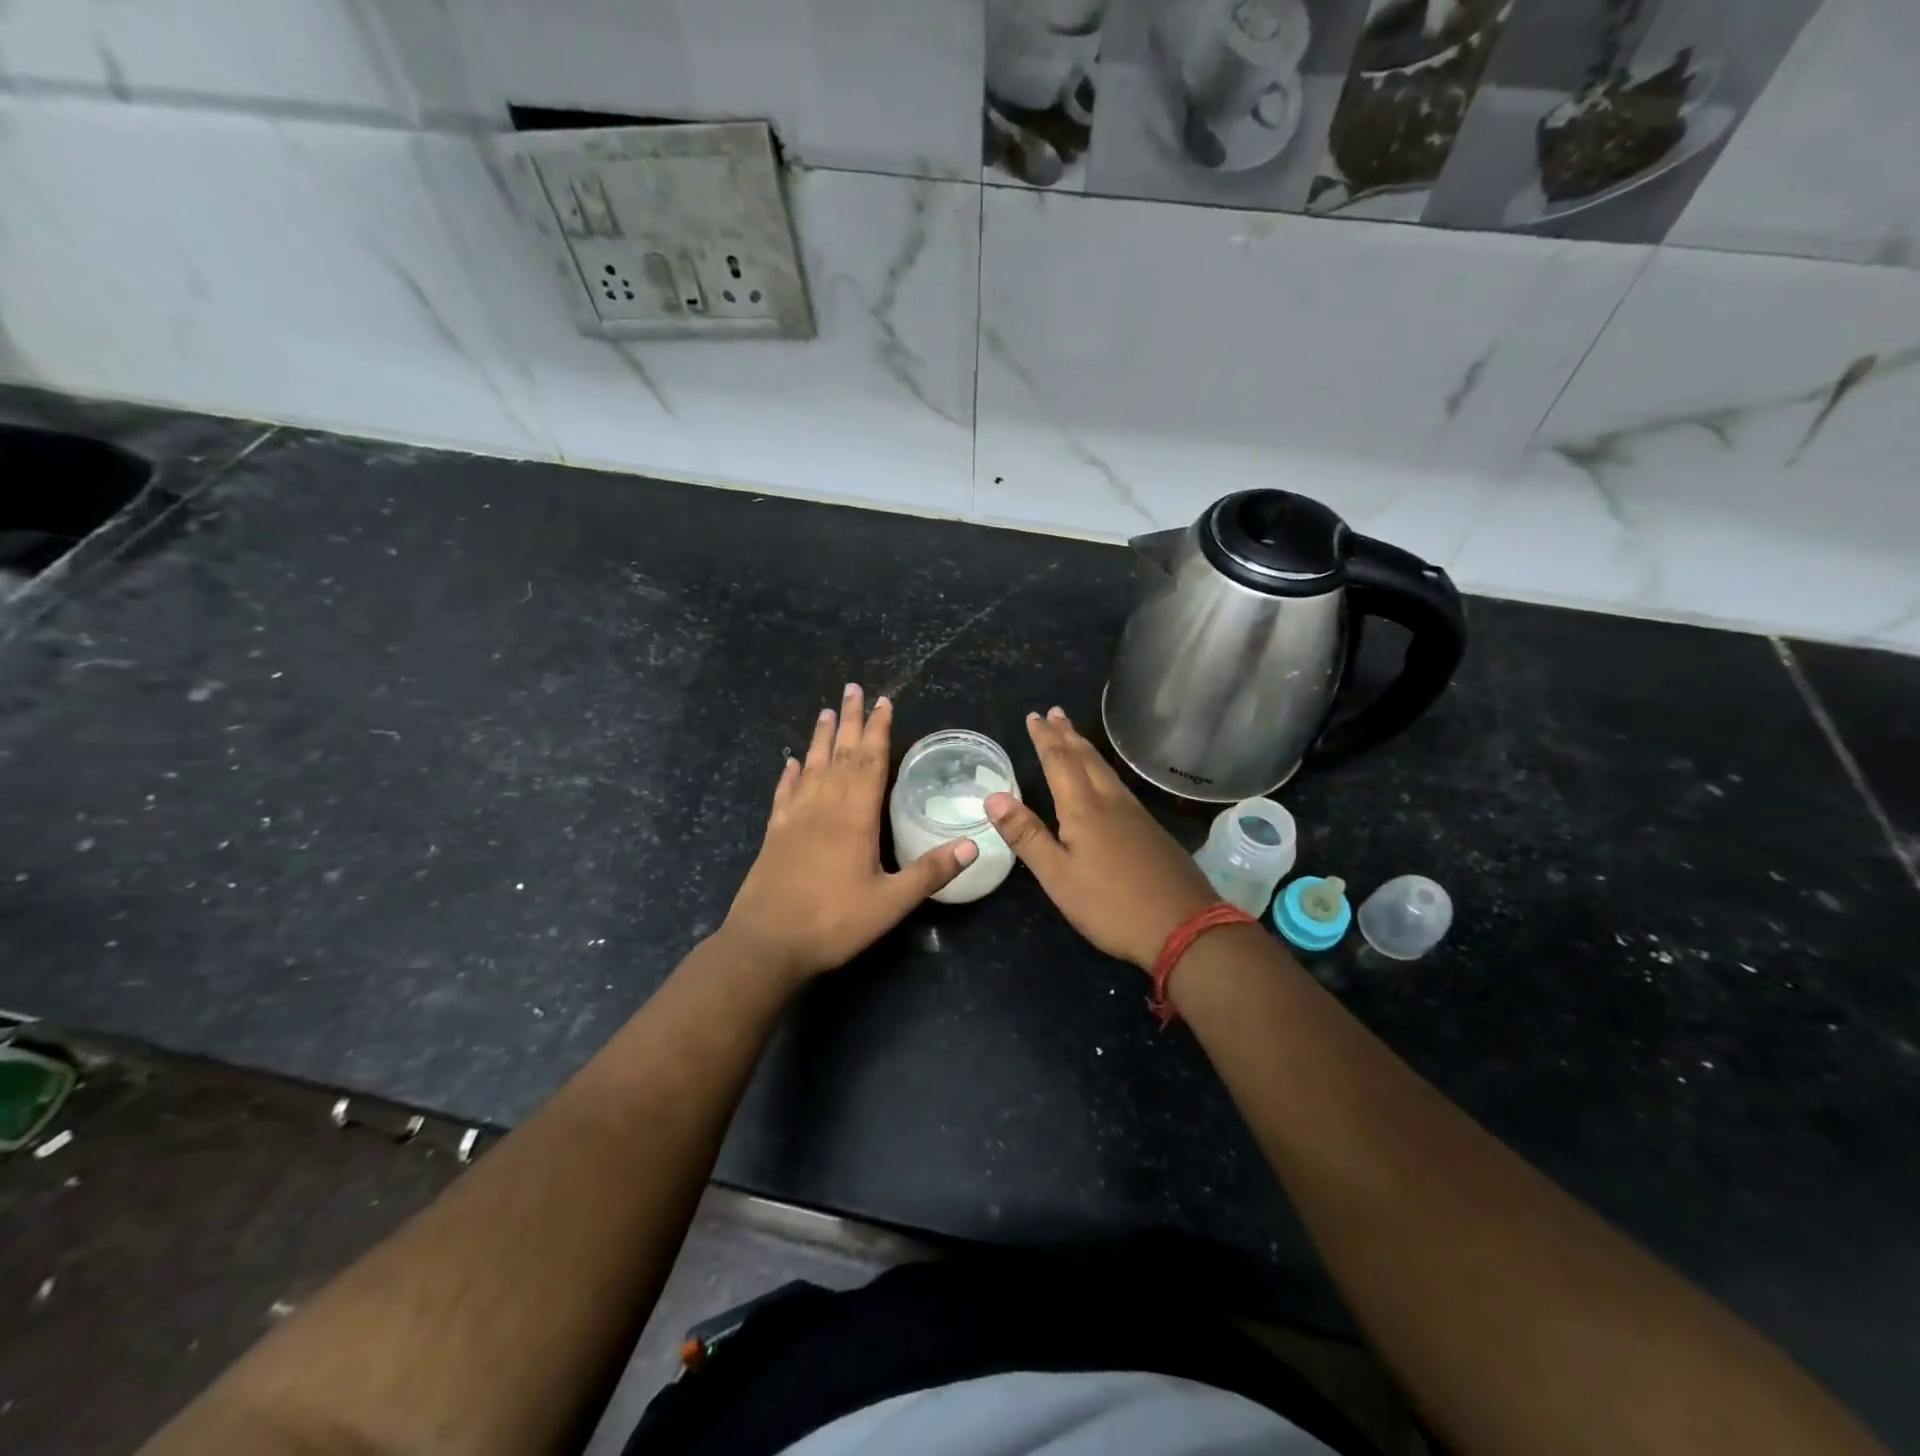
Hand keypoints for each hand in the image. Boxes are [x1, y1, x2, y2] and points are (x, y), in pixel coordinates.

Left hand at [722, 684, 977, 982]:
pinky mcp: (774, 834)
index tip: (883, 701)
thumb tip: (973, 844)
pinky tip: (790, 763)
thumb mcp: (891, 903)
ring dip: (821, 738)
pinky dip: (789, 774)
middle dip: (851, 720)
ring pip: (811, 766)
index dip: (879, 730)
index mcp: (855, 817)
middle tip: (854, 688)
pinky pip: (784, 794)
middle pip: (841, 754)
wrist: (766, 944)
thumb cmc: (833, 922)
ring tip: (826, 711)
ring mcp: (795, 818)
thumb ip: (930, 872)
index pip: (871, 762)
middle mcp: (824, 807)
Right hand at [985, 707, 1218, 970]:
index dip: (1045, 739)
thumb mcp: (1058, 876)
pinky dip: (1102, 769)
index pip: (1059, 763)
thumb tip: (993, 796)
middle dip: (1067, 734)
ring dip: (1086, 748)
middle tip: (1054, 712)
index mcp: (1084, 810)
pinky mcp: (1151, 830)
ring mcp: (1136, 815)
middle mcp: (1111, 802)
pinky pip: (1118, 785)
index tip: (1033, 716)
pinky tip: (1105, 781)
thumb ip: (1027, 836)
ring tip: (1074, 736)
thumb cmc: (1111, 905)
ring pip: (1105, 770)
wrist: (1184, 926)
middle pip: (1086, 759)